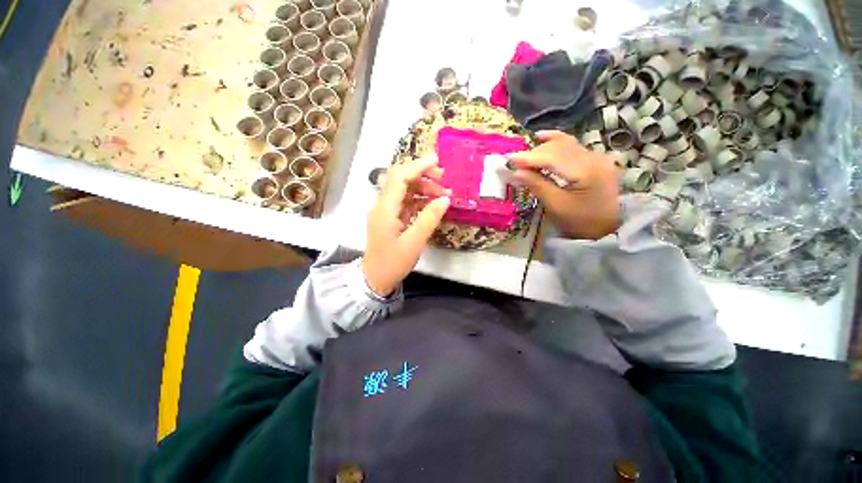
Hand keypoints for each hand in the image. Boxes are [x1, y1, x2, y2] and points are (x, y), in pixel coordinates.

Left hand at [362, 157, 450, 296]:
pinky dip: (419, 199)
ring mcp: (386, 211)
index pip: (400, 177)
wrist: (375, 278)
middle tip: (444, 180)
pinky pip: (405, 201)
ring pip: (404, 190)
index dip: (418, 166)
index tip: (438, 162)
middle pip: (401, 179)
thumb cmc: (392, 263)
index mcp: (385, 208)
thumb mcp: (414, 243)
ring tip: (443, 195)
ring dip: (423, 188)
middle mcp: (383, 204)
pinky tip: (432, 204)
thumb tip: (445, 199)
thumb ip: (429, 219)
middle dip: (422, 175)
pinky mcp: (390, 217)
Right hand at [508, 130, 619, 239]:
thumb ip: (537, 185)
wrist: (606, 227)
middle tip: (515, 163)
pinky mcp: (594, 159)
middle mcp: (594, 158)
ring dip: (542, 148)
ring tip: (525, 157)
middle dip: (534, 153)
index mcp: (587, 172)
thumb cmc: (579, 221)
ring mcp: (596, 156)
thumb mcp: (556, 206)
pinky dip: (554, 143)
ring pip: (564, 144)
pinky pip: (571, 146)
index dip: (529, 158)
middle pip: (558, 148)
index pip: (553, 158)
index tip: (509, 159)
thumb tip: (516, 172)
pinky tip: (542, 137)